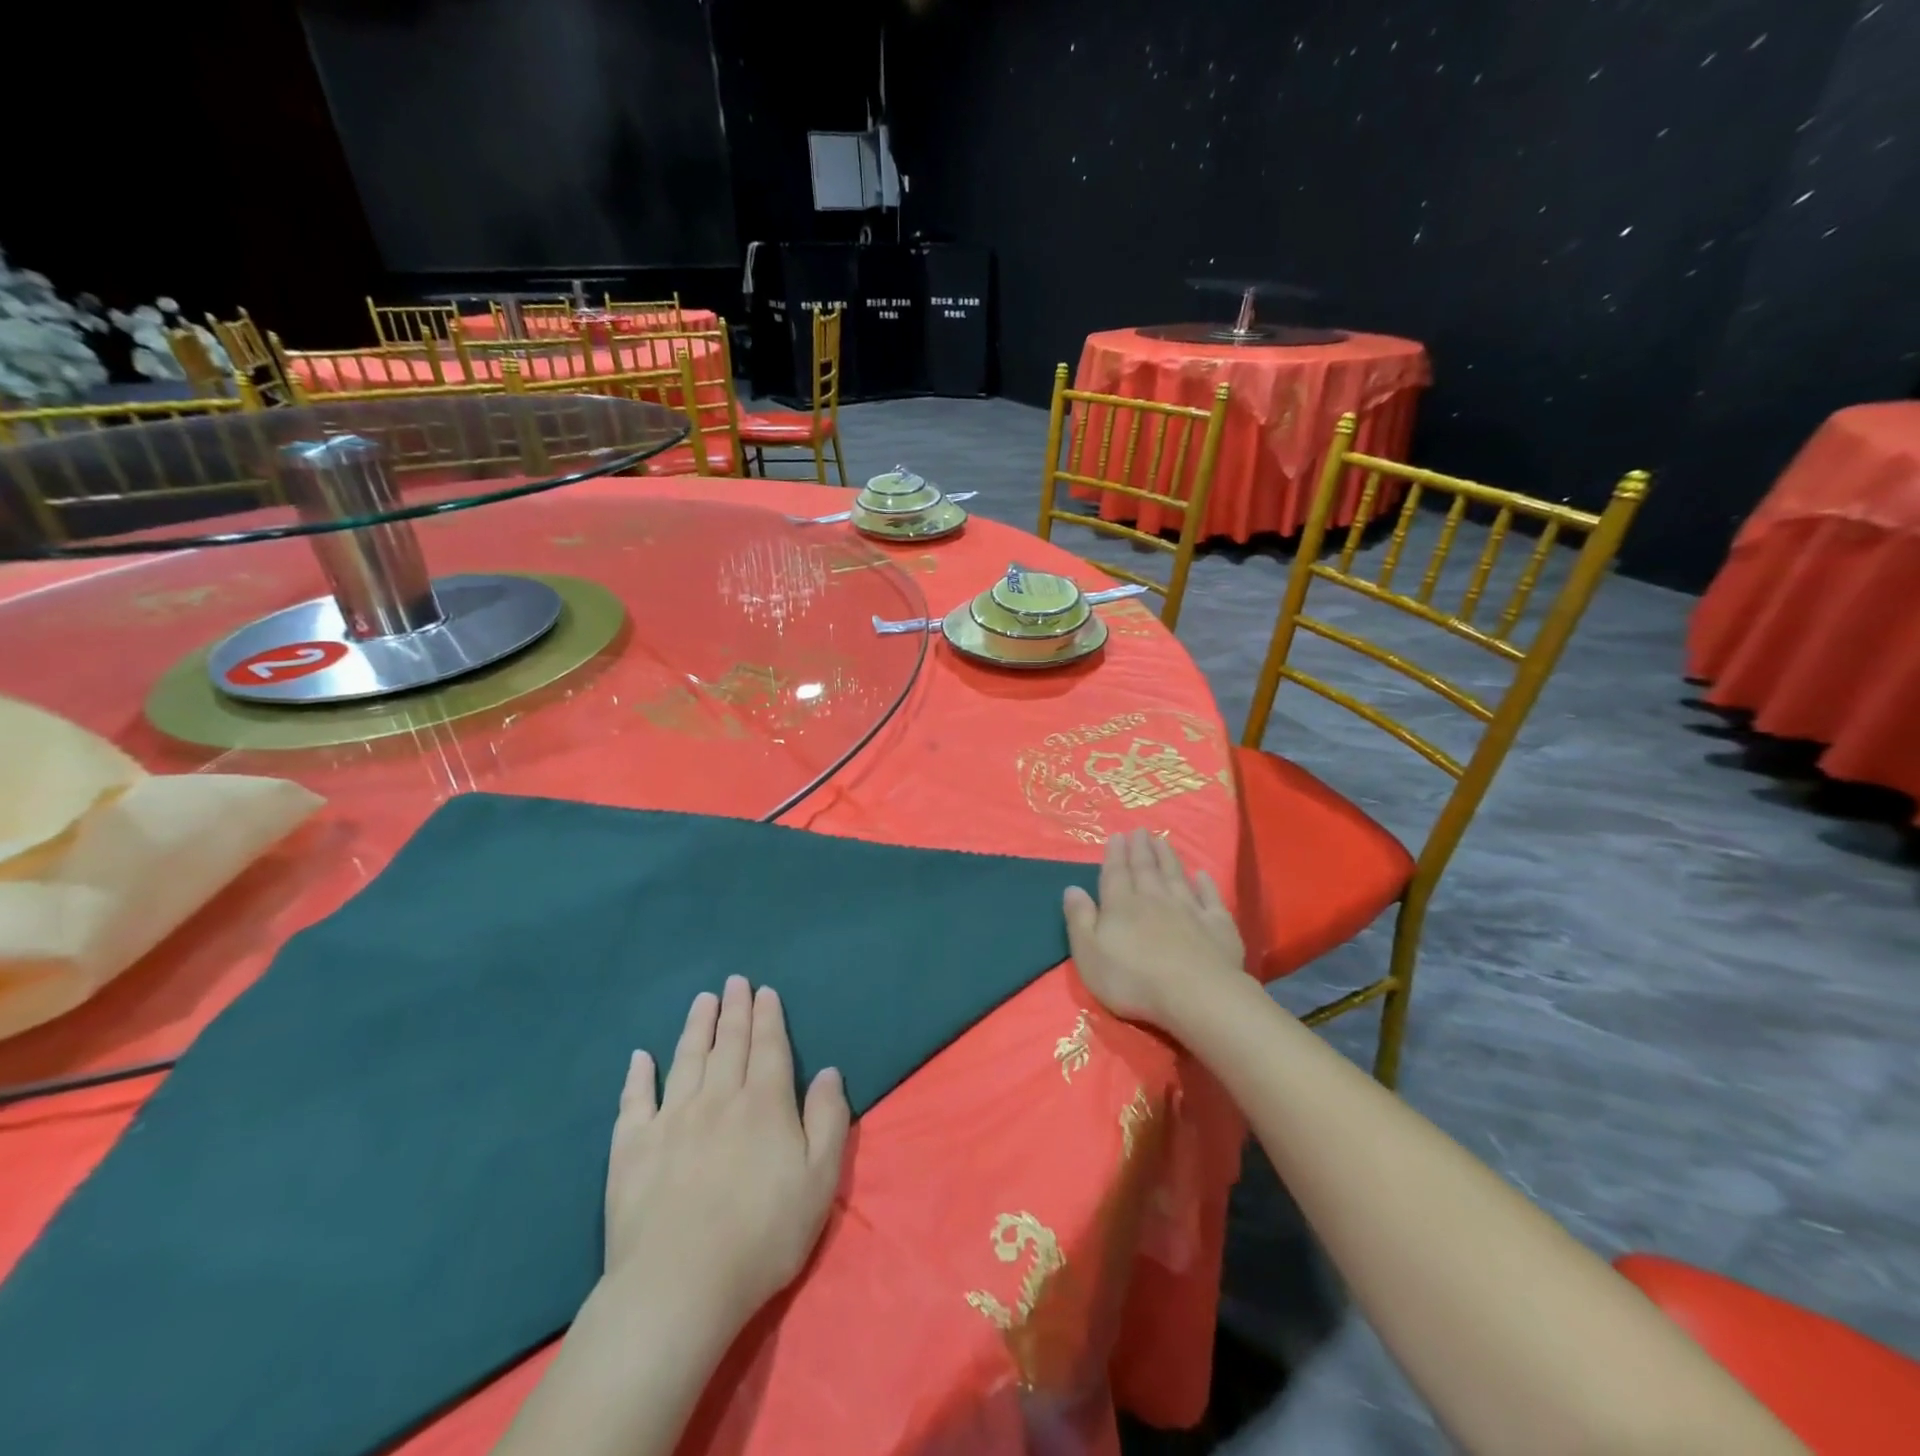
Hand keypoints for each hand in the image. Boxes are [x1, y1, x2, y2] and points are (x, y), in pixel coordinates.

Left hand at [602, 976, 849, 1332]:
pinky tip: (640, 1057)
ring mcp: (671, 1120)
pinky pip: (634, 1101)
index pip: (769, 1048)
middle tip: (735, 981)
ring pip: (687, 1059)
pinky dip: (637, 1076)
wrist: (679, 1287)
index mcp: (764, 1104)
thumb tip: (829, 1071)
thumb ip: (828, 1119)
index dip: (768, 1017)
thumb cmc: (762, 1236)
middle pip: (729, 1044)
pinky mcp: (632, 1148)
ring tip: (702, 1000)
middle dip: (734, 1010)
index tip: (764, 991)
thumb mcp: (819, 1180)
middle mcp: (718, 1099)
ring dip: (696, 1027)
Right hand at [1063, 829, 1245, 1030]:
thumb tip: (1072, 888)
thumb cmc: (1133, 980)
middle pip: (1146, 869)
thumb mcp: (1090, 954)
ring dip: (1168, 857)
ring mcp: (1189, 909)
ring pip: (1176, 876)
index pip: (1116, 874)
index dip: (1115, 854)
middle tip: (1140, 830)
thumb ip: (1080, 919)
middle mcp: (1154, 899)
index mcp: (1121, 906)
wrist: (1196, 995)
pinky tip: (1202, 874)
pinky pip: (1210, 898)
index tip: (1117, 835)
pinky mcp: (1217, 925)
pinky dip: (1206, 884)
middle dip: (1141, 849)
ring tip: (1162, 840)